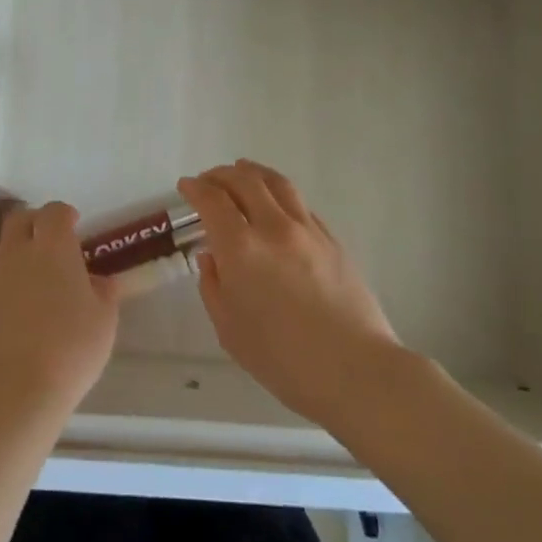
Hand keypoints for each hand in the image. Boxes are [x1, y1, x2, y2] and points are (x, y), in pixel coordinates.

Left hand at [0, 199, 119, 424]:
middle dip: (34, 222)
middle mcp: (17, 253)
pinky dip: (1, 284)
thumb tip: (98, 281)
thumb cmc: (68, 350)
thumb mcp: (103, 322)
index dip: (64, 215)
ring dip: (13, 251)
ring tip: (29, 274)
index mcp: (53, 247)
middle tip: (49, 240)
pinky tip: (13, 306)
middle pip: (19, 219)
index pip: (54, 212)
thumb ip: (102, 293)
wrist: (10, 391)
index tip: (74, 224)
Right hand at [179, 160, 402, 427]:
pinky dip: (280, 195)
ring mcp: (307, 230)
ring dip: (253, 172)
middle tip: (209, 179)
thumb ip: (213, 286)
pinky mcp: (332, 240)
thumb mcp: (230, 330)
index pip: (212, 200)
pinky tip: (277, 205)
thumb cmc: (283, 359)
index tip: (186, 186)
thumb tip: (212, 257)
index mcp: (241, 248)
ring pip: (277, 183)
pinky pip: (300, 204)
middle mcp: (273, 227)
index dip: (195, 188)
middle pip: (244, 181)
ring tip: (243, 171)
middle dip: (221, 174)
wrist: (355, 370)